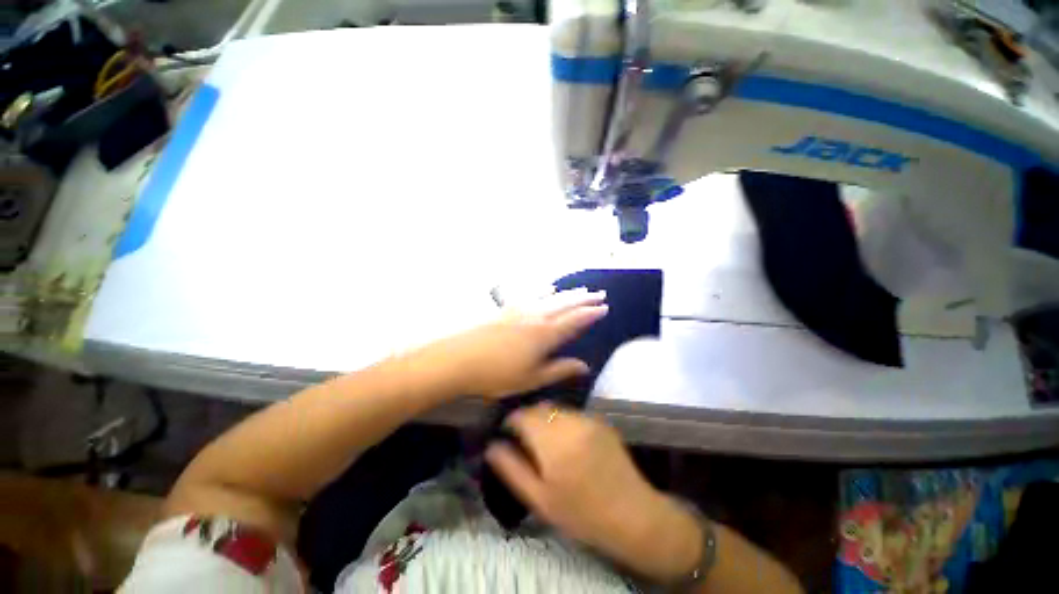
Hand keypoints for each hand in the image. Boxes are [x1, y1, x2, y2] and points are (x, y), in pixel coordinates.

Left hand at [436, 289, 607, 398]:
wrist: (459, 358)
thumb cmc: (497, 375)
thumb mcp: (531, 378)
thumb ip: (559, 370)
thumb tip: (585, 366)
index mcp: (545, 334)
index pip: (574, 321)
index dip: (590, 314)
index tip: (604, 308)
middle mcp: (536, 316)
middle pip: (565, 304)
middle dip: (585, 299)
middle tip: (600, 294)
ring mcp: (521, 309)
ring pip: (551, 297)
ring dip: (568, 293)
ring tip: (582, 288)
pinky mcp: (507, 307)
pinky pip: (531, 294)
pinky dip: (544, 290)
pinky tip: (549, 287)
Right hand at [485, 404, 702, 581]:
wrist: (633, 515)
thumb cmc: (581, 513)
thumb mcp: (540, 499)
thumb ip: (512, 469)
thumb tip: (491, 446)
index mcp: (552, 441)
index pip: (523, 415)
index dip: (511, 420)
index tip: (507, 432)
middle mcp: (570, 422)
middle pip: (540, 408)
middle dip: (529, 418)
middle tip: (525, 438)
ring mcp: (588, 419)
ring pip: (557, 409)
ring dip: (546, 418)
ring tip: (545, 440)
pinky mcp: (600, 421)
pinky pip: (573, 413)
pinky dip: (563, 420)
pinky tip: (567, 441)